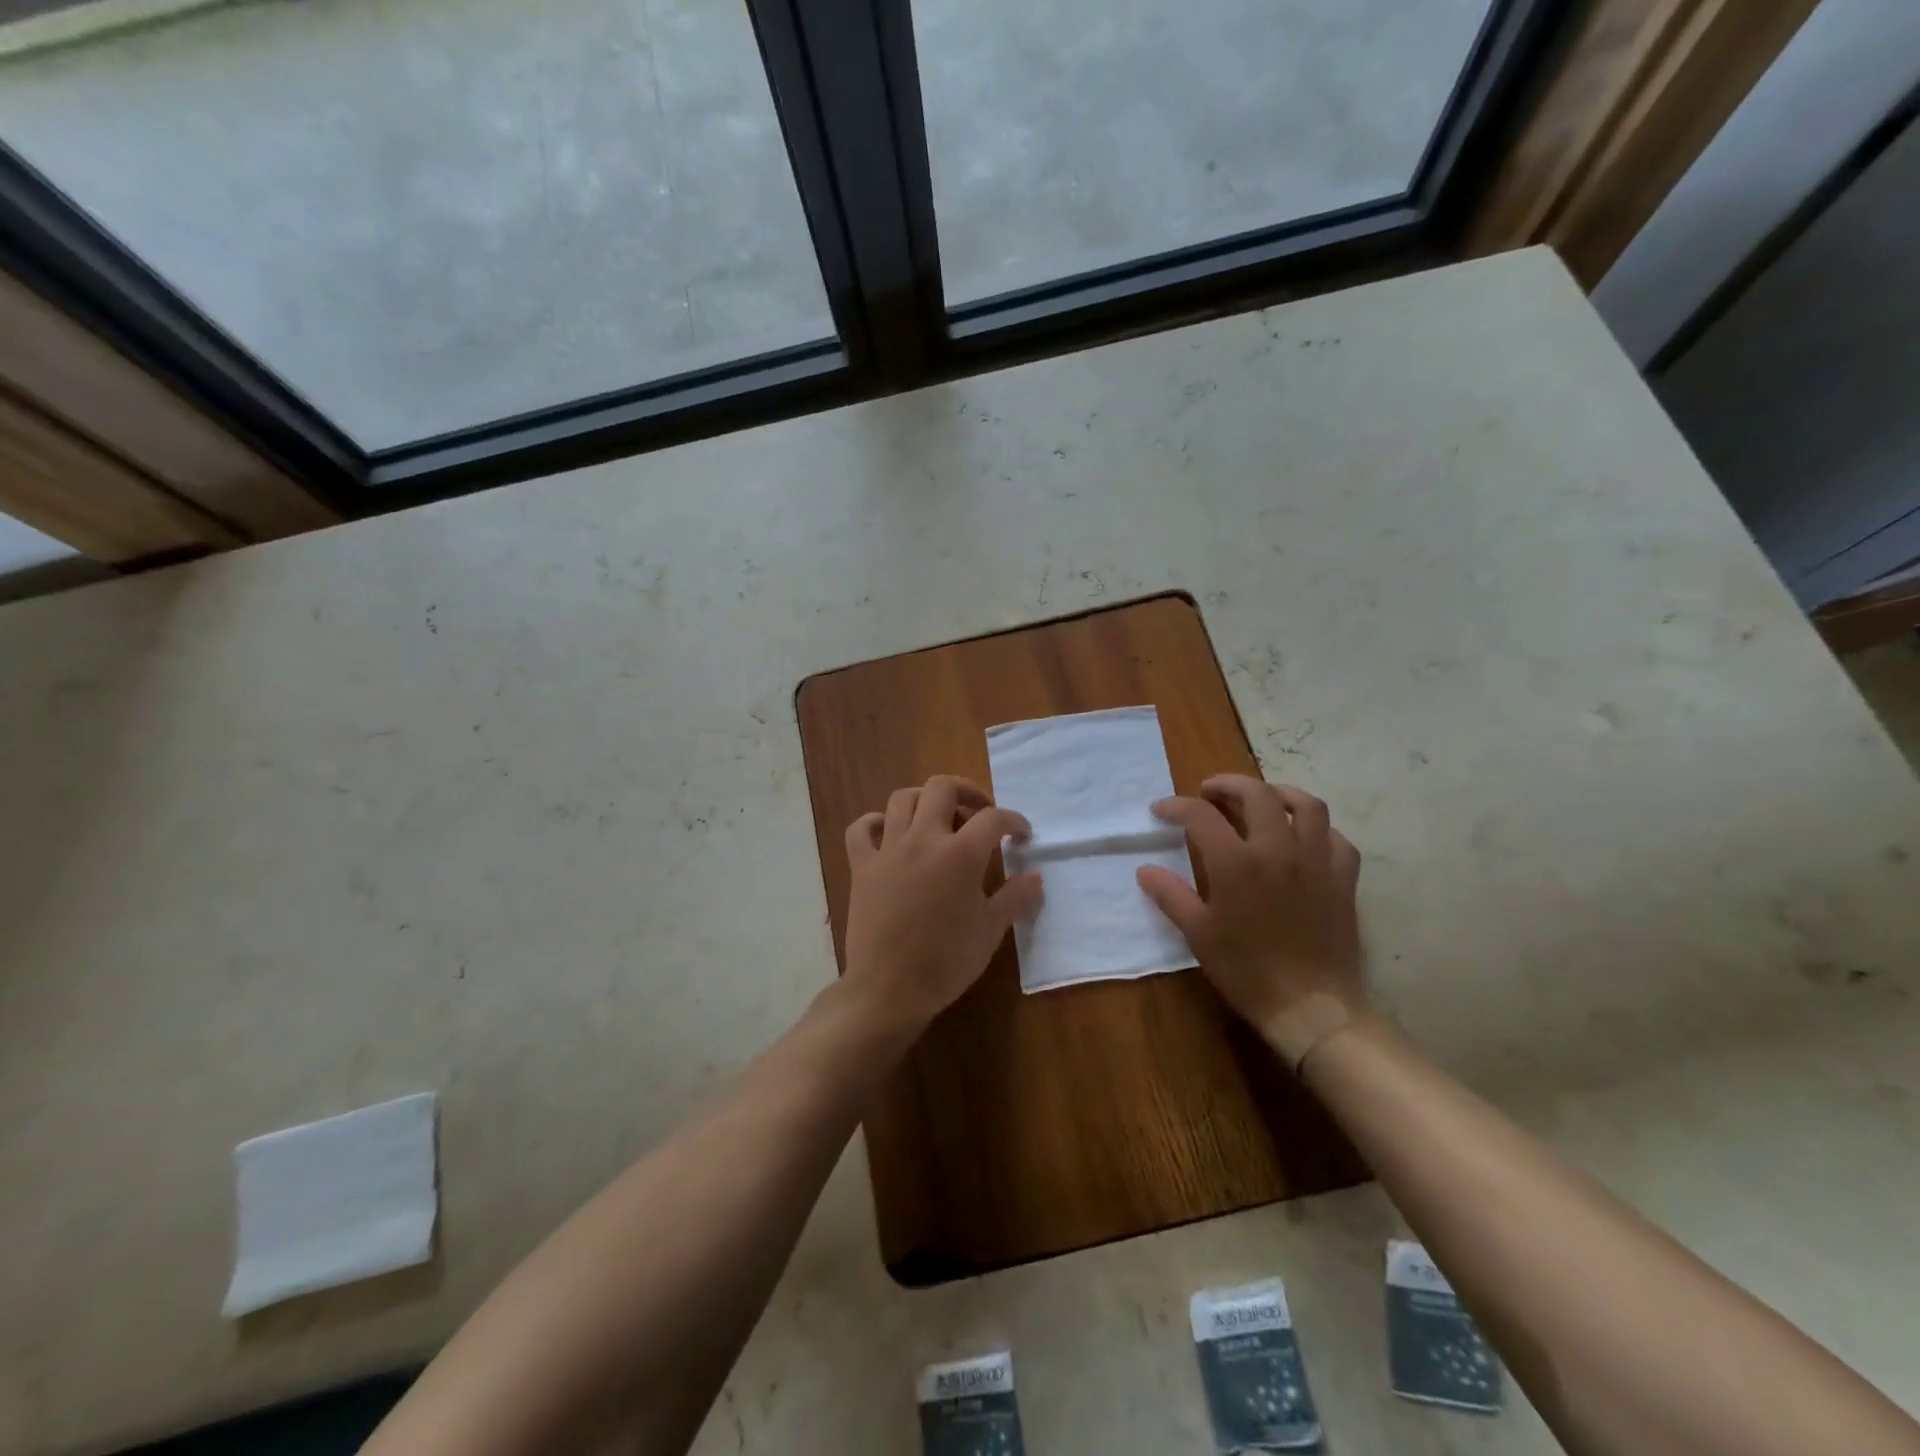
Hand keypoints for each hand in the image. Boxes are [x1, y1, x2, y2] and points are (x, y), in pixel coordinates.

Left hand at [842, 774, 1042, 1035]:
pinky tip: (890, 833)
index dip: (1013, 821)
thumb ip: (1015, 898)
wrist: (889, 989)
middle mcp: (923, 839)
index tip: (1021, 835)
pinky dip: (875, 823)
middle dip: (967, 791)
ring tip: (939, 819)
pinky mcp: (861, 866)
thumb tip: (1036, 878)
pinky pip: (861, 828)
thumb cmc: (946, 961)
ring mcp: (888, 849)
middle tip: (979, 812)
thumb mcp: (990, 931)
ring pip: (902, 798)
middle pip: (942, 787)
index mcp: (960, 854)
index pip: (993, 819)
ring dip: (924, 800)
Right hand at [1137, 776, 1363, 1064]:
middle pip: (1256, 794)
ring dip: (1279, 792)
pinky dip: (1319, 829)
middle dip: (1228, 785)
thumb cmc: (1247, 971)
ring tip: (1262, 798)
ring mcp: (1316, 861)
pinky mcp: (1343, 879)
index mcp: (1236, 862)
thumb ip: (1171, 895)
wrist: (1311, 1006)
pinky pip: (1336, 839)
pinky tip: (1305, 837)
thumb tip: (1145, 870)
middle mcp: (1278, 849)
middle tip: (1209, 792)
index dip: (1177, 806)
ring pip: (1306, 805)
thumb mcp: (1198, 934)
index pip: (1201, 815)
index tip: (1161, 810)